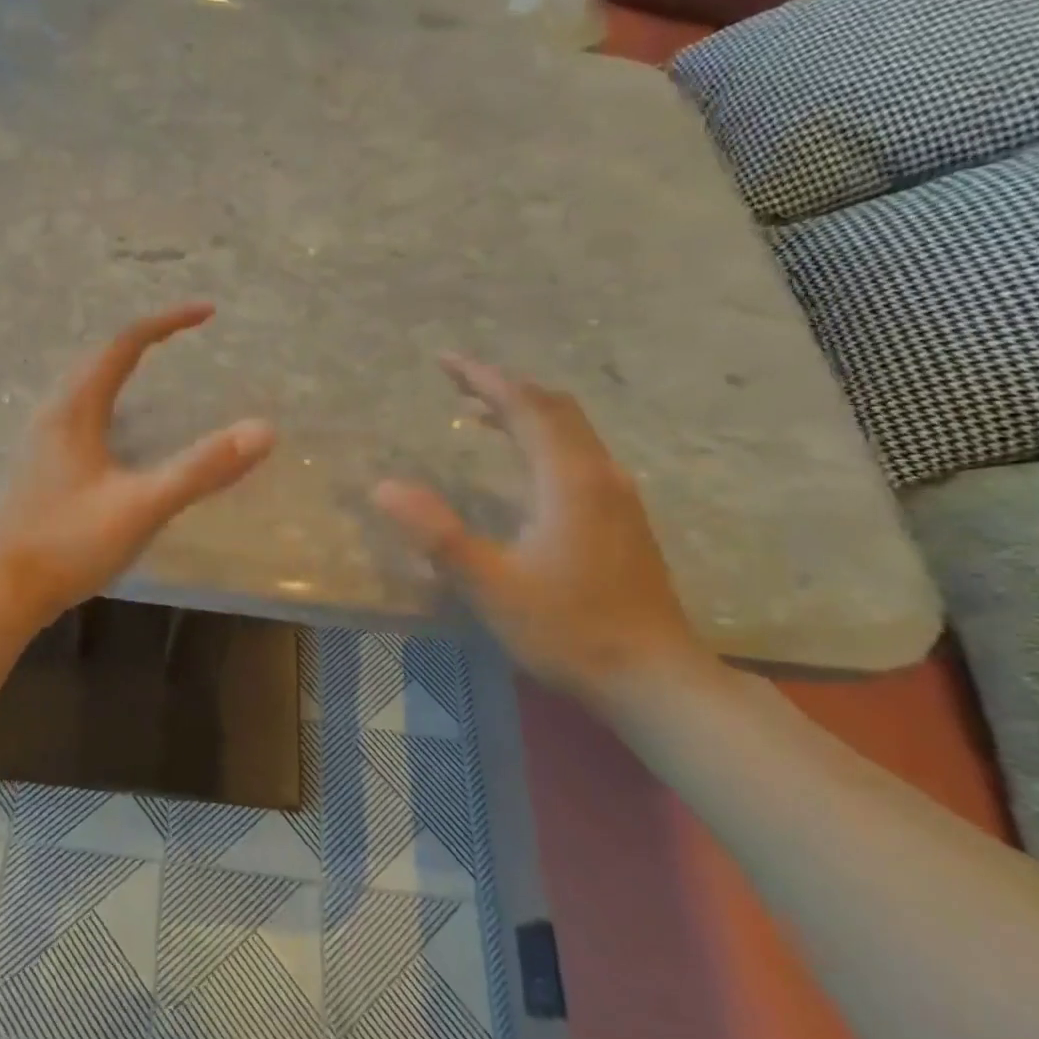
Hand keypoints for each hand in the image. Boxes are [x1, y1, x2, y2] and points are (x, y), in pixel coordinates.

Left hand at [0, 303, 275, 626]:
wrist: (0, 591)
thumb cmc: (68, 544)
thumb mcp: (142, 506)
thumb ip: (201, 469)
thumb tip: (263, 430)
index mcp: (75, 409)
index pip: (124, 344)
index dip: (167, 322)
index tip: (208, 312)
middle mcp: (53, 413)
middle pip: (99, 358)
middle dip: (143, 339)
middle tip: (182, 336)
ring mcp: (40, 441)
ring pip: (83, 385)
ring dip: (120, 368)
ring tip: (153, 370)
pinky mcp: (38, 466)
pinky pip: (77, 412)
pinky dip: (107, 399)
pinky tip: (117, 432)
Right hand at [372, 355, 718, 712]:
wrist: (655, 678)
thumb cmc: (569, 630)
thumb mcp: (491, 586)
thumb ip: (437, 534)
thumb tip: (383, 487)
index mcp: (568, 480)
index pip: (525, 406)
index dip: (484, 377)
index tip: (445, 360)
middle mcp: (599, 474)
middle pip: (554, 408)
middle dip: (504, 387)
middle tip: (457, 382)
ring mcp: (618, 496)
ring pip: (570, 431)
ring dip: (524, 412)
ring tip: (478, 413)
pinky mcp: (622, 518)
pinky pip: (577, 454)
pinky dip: (542, 439)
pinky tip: (521, 465)